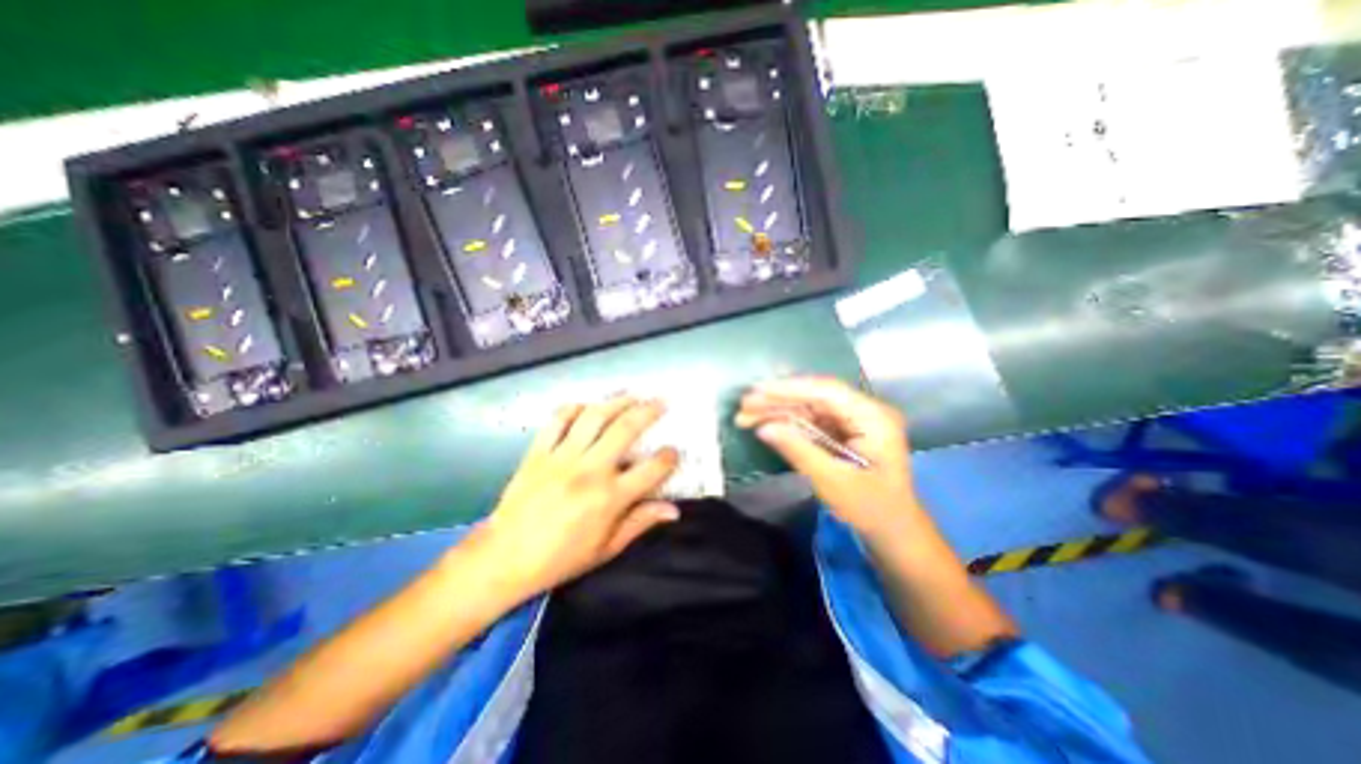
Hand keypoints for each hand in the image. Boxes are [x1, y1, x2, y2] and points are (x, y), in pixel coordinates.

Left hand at [475, 398, 679, 600]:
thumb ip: (641, 522)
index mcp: (610, 497)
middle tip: (660, 402)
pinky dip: (574, 408)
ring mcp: (562, 457)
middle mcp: (590, 470)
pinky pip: (557, 420)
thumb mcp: (607, 548)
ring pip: (594, 417)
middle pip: (625, 429)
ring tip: (631, 394)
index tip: (674, 451)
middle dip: (648, 411)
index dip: (669, 457)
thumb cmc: (561, 558)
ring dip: (617, 401)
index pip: (651, 469)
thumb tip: (674, 510)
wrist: (504, 558)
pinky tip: (587, 405)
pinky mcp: (538, 451)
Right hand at [740, 377, 918, 537]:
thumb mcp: (832, 481)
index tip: (756, 390)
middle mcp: (863, 411)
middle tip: (743, 405)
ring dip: (777, 411)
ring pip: (808, 407)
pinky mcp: (842, 431)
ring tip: (744, 416)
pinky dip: (786, 423)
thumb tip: (763, 428)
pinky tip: (763, 425)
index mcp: (873, 417)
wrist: (893, 532)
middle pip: (814, 396)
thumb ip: (798, 450)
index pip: (827, 391)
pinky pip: (810, 420)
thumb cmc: (870, 509)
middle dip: (777, 400)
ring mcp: (852, 420)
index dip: (789, 387)